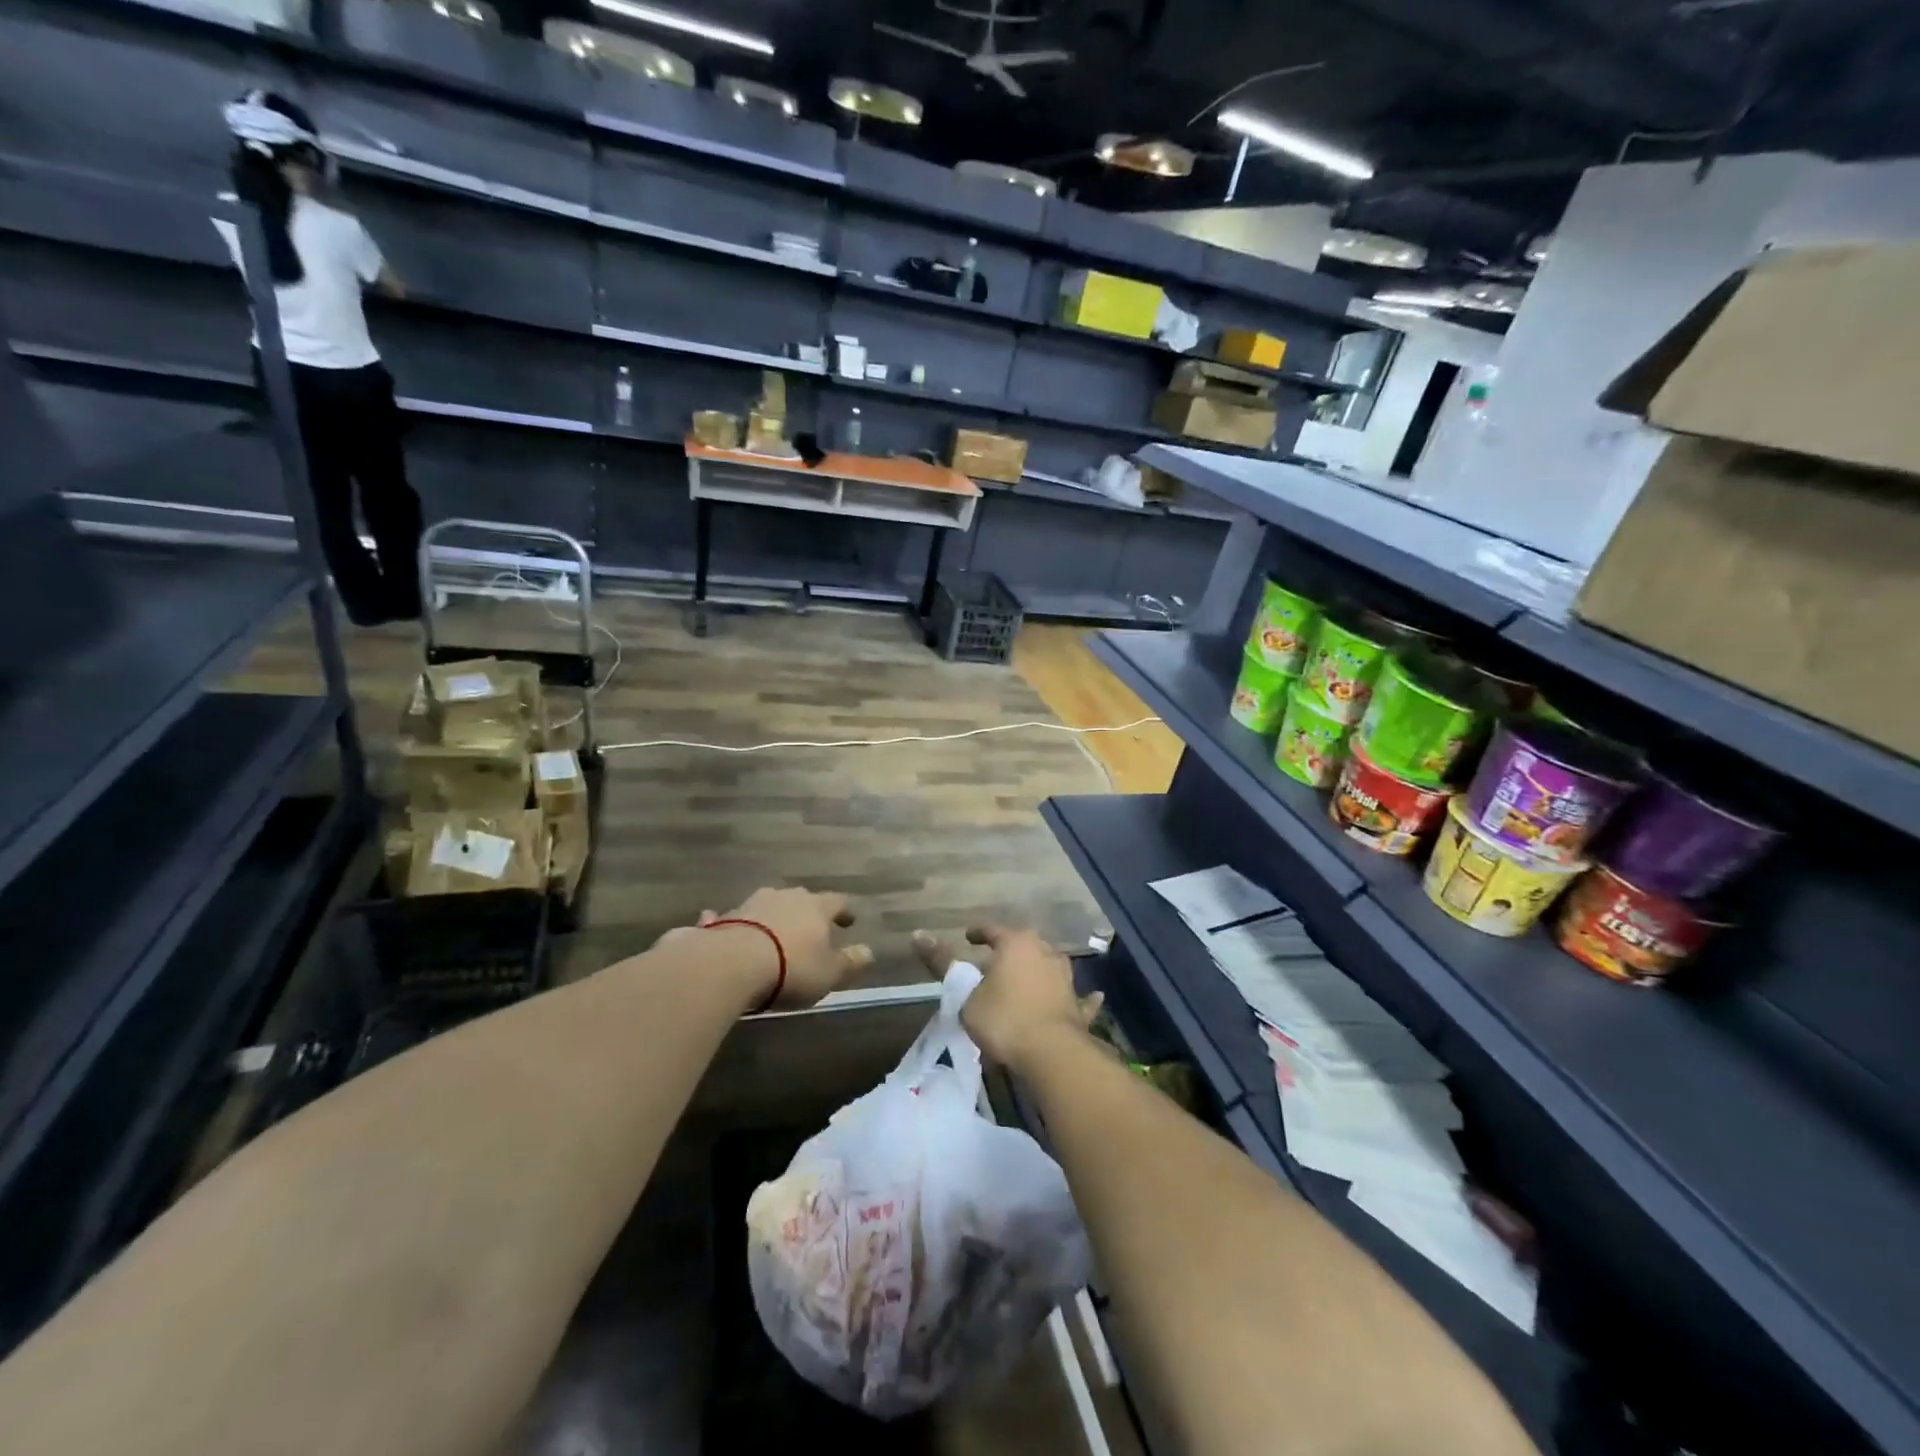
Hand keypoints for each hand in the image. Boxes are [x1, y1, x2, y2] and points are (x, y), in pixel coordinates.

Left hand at [713, 887, 871, 1010]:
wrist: (731, 963)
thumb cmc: (791, 968)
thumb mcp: (829, 973)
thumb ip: (850, 962)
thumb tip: (868, 951)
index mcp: (816, 907)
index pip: (837, 902)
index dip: (844, 912)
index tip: (849, 921)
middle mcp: (787, 897)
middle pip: (802, 899)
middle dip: (807, 912)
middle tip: (811, 927)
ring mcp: (753, 903)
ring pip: (769, 904)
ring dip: (774, 915)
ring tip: (774, 931)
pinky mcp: (726, 917)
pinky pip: (736, 917)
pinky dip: (738, 923)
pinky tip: (726, 926)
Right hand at [913, 925, 1101, 1068]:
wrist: (1052, 1054)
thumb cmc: (1004, 1019)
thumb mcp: (965, 995)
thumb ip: (943, 965)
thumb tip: (917, 933)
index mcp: (1016, 944)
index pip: (993, 930)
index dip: (979, 933)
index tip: (968, 937)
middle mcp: (1045, 953)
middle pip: (1024, 944)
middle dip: (1010, 951)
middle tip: (993, 962)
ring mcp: (1066, 978)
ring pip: (1051, 965)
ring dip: (1040, 968)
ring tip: (1027, 976)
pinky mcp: (1077, 1005)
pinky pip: (1079, 996)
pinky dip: (1081, 997)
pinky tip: (1092, 996)